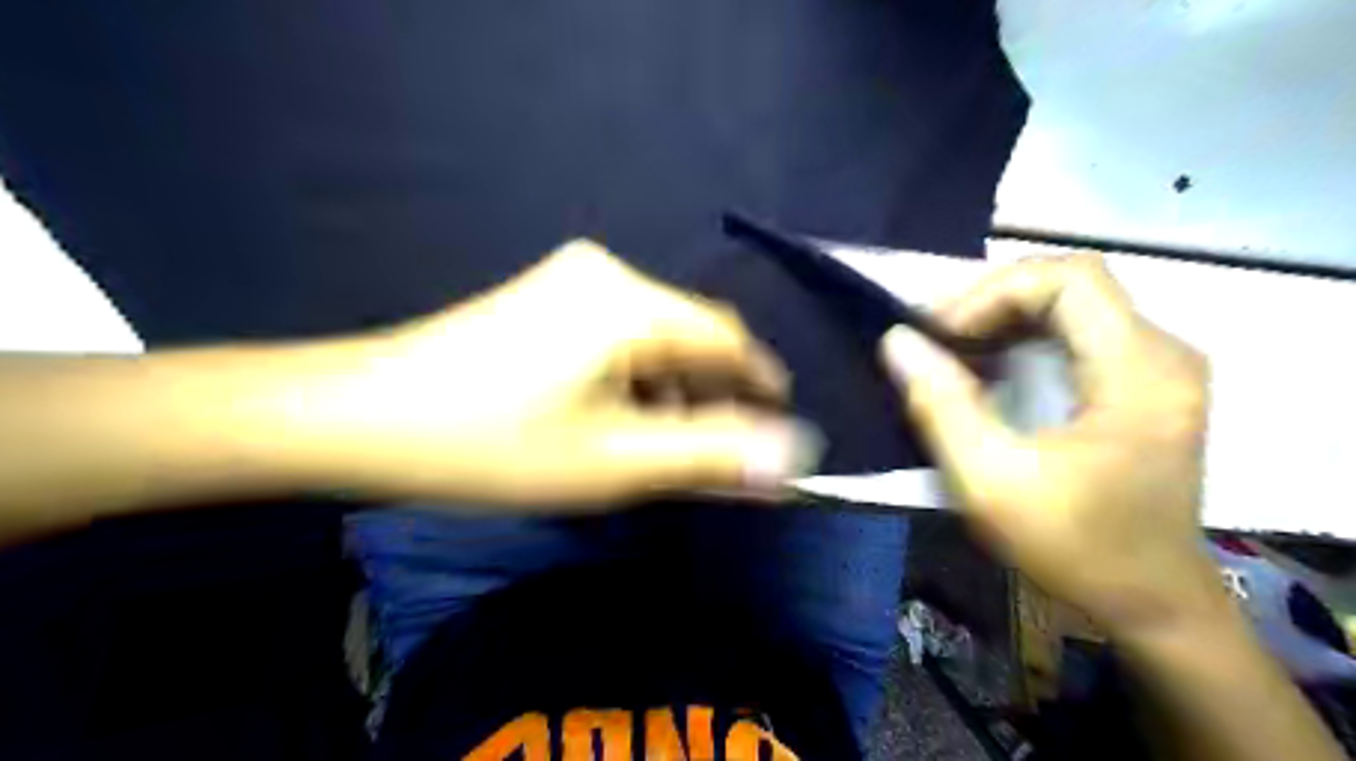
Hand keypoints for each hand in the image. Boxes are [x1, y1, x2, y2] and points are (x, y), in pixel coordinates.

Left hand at [284, 242, 821, 507]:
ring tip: (657, 445)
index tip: (777, 425)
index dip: (760, 382)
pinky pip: (618, 335)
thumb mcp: (613, 461)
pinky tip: (612, 415)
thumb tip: (793, 455)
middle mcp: (608, 275)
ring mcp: (570, 281)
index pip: (728, 337)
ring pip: (653, 338)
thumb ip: (711, 455)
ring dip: (669, 390)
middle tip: (711, 455)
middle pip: (689, 336)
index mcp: (630, 303)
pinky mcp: (545, 295)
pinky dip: (633, 377)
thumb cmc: (493, 444)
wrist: (361, 414)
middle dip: (710, 395)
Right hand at [881, 253, 1219, 636]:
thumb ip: (940, 405)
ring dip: (1002, 318)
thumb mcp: (991, 481)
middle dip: (991, 301)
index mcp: (1139, 370)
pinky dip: (1022, 338)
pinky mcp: (1142, 385)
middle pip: (1068, 284)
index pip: (1067, 278)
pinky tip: (986, 367)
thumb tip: (896, 341)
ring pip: (1071, 305)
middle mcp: (1161, 353)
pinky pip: (1076, 333)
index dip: (993, 292)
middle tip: (933, 338)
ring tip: (949, 350)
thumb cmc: (1075, 547)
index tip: (939, 334)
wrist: (1150, 604)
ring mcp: (1155, 368)